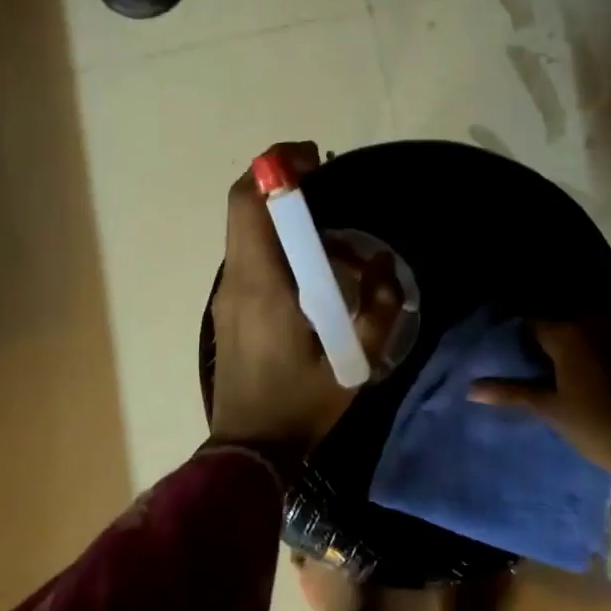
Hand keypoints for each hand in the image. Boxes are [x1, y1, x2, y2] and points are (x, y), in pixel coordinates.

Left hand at [209, 142, 399, 460]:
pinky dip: (278, 247)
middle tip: (330, 191)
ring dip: (285, 221)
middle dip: (283, 187)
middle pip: (245, 209)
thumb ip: (378, 307)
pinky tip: (315, 276)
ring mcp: (228, 295)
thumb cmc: (301, 403)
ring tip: (336, 243)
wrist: (249, 449)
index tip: (314, 161)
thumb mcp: (354, 360)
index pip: (250, 203)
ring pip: (248, 234)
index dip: (276, 168)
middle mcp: (237, 280)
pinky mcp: (230, 310)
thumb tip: (382, 263)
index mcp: (263, 283)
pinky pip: (251, 259)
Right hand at [468, 319, 610, 473]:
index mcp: (568, 333)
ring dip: (572, 342)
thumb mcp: (549, 408)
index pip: (533, 324)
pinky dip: (594, 349)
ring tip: (558, 366)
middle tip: (533, 361)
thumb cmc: (593, 424)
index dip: (520, 337)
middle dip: (547, 338)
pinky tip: (587, 371)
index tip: (512, 353)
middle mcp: (594, 324)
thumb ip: (511, 393)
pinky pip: (606, 340)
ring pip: (586, 329)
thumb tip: (471, 389)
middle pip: (561, 323)